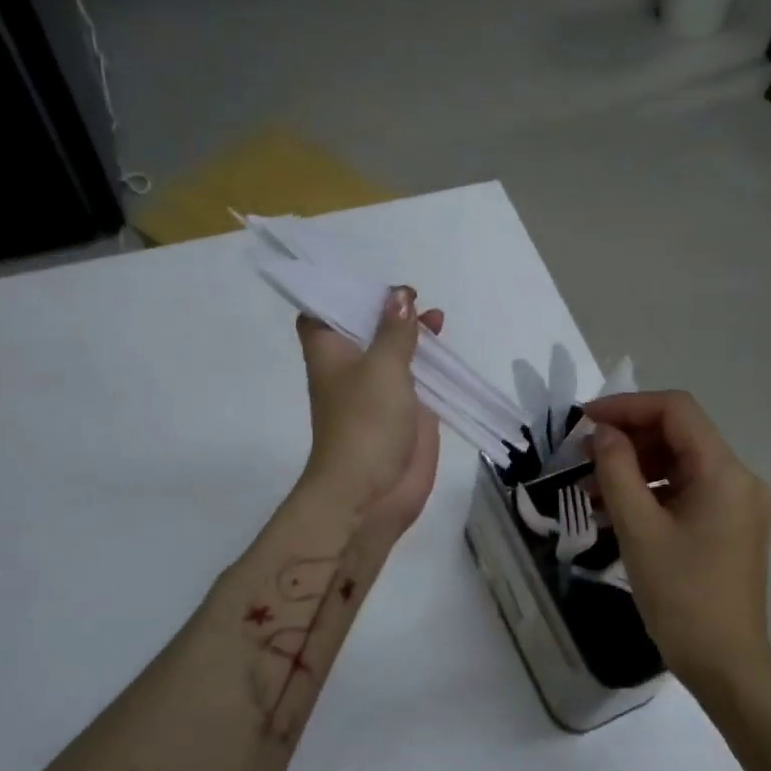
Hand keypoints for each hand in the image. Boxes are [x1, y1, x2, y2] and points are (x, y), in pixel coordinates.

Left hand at [297, 286, 443, 539]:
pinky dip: (432, 361)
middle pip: (364, 327)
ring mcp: (380, 390)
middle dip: (386, 309)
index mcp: (330, 351)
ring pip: (395, 351)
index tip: (366, 277)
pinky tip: (448, 348)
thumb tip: (400, 295)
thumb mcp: (383, 367)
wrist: (372, 493)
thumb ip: (395, 331)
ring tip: (437, 316)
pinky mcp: (407, 411)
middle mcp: (352, 366)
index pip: (322, 311)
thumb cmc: (366, 423)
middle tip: (413, 294)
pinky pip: (419, 378)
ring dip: (413, 333)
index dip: (340, 291)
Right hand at [588, 390, 770, 683]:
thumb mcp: (638, 529)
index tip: (584, 421)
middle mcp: (739, 478)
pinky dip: (652, 492)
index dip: (627, 406)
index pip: (676, 410)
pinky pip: (687, 491)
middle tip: (582, 457)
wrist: (725, 663)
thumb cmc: (680, 596)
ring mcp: (738, 504)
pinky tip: (616, 510)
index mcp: (724, 472)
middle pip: (679, 434)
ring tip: (590, 490)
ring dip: (635, 467)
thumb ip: (617, 470)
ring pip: (680, 464)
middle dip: (628, 438)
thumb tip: (603, 433)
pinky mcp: (730, 526)